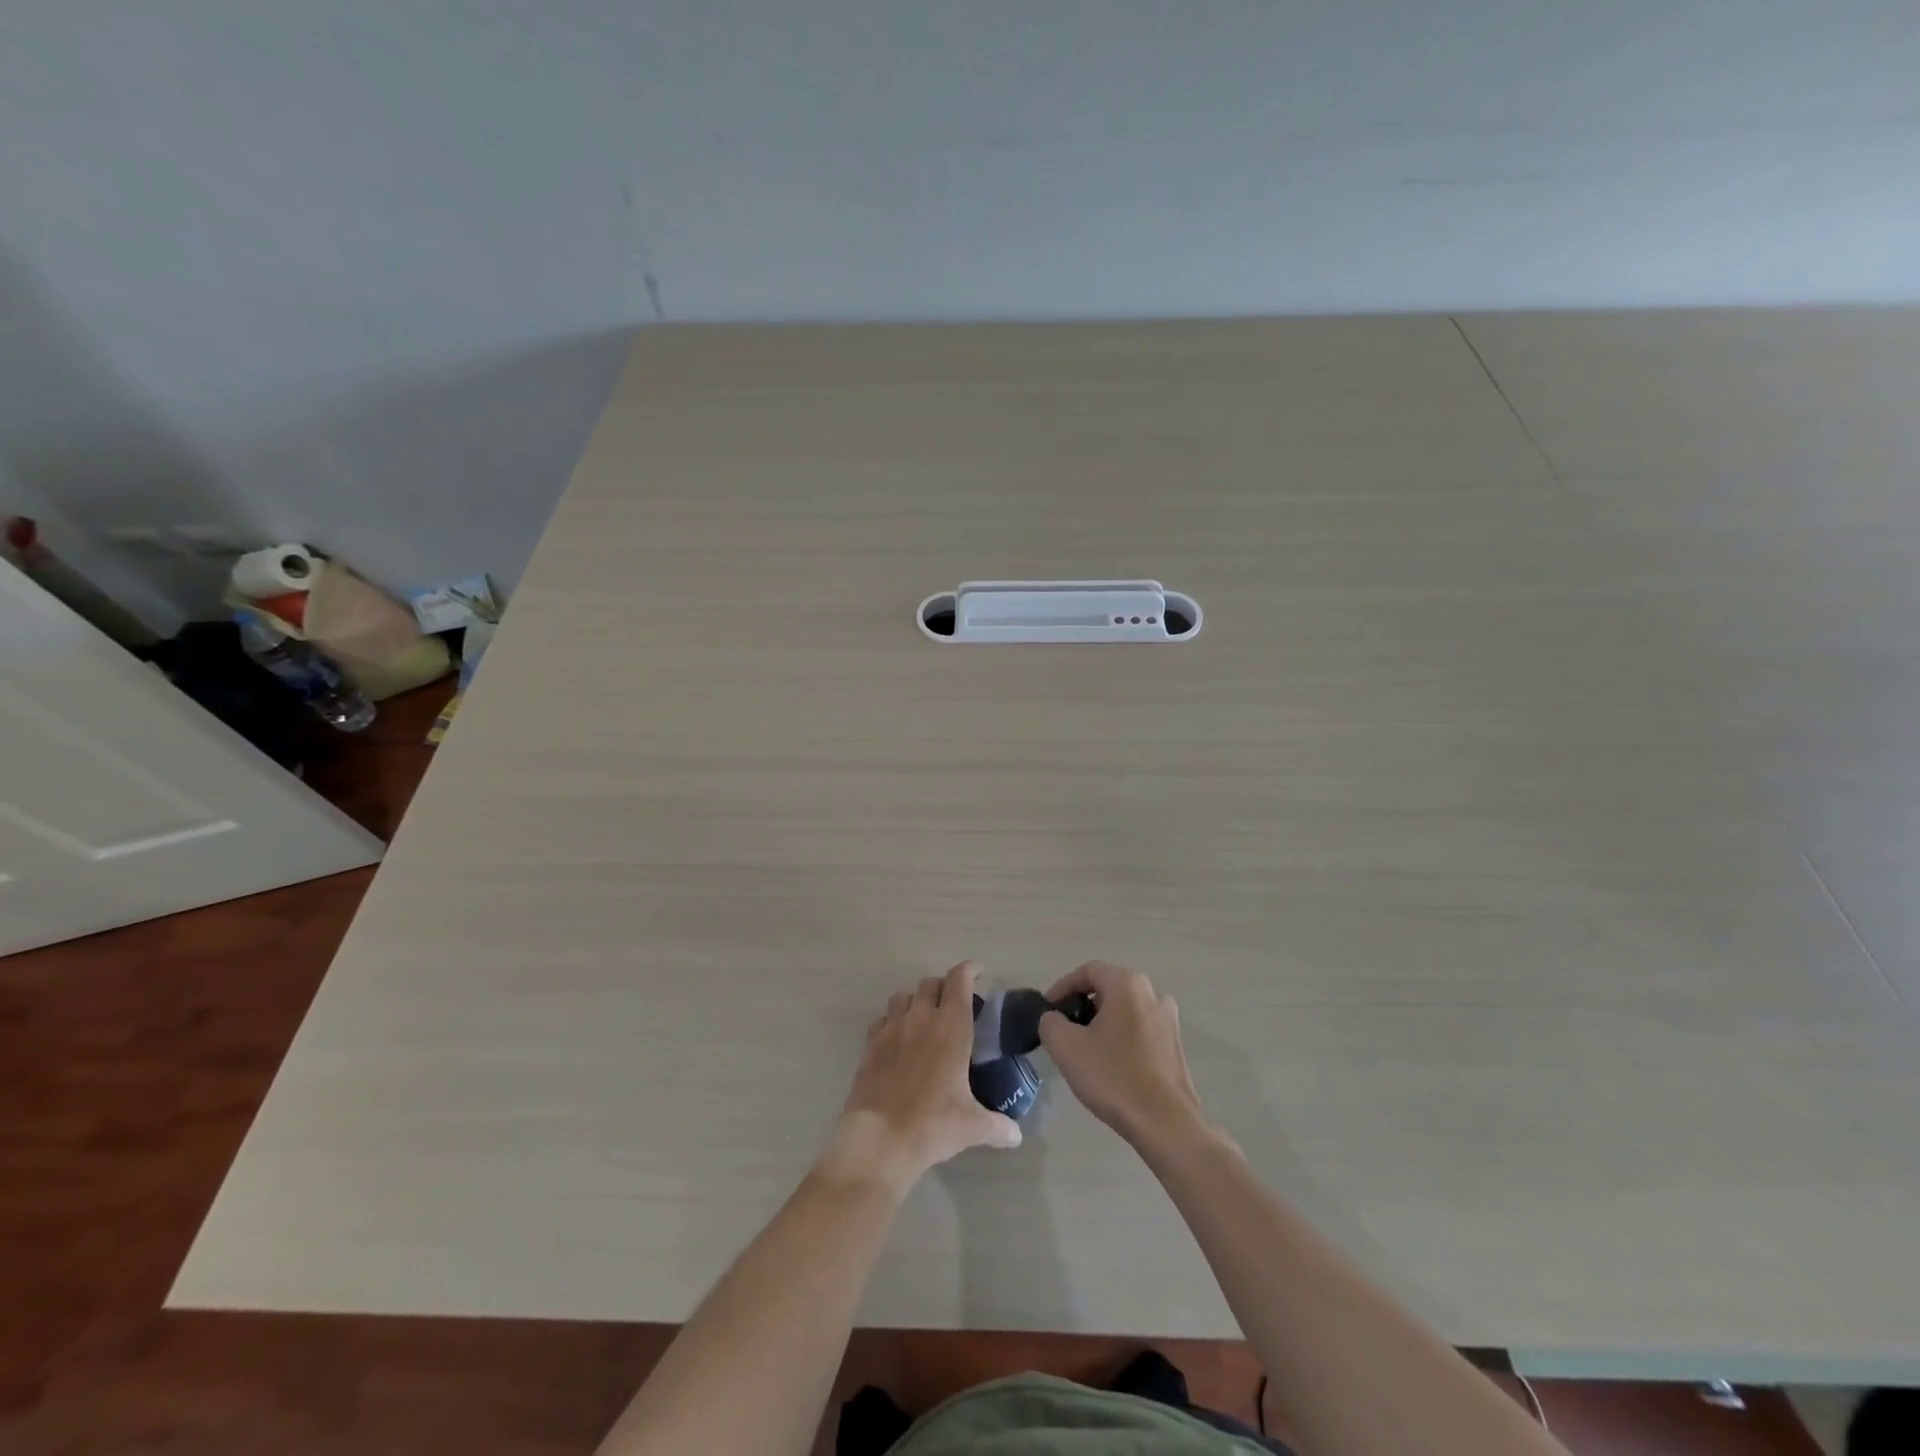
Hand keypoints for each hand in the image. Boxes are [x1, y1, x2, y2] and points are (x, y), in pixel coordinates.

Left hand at [824, 961, 1021, 1192]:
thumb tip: (1016, 1136)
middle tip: (953, 1005)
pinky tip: (898, 1041)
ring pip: (903, 996)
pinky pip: (882, 1020)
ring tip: (924, 1020)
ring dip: (915, 1001)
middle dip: (944, 987)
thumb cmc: (933, 1124)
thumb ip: (998, 1126)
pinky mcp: (870, 1044)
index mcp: (951, 1026)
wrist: (880, 1139)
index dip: (969, 970)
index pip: (960, 980)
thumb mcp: (973, 1127)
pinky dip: (892, 1022)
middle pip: (931, 983)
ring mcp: (892, 1028)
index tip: (978, 973)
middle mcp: (921, 1017)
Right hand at [1037, 961, 1209, 1150]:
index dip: (1062, 987)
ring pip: (1124, 1009)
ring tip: (1084, 1049)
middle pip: (1107, 987)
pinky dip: (1120, 1036)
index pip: (1087, 971)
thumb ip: (1050, 1022)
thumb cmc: (1114, 1078)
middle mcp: (1152, 992)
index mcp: (1128, 984)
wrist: (1166, 1124)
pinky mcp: (1175, 1044)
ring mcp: (1169, 1019)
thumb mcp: (1066, 1047)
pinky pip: (1139, 1027)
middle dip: (1082, 1005)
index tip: (1048, 1011)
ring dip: (1101, 1022)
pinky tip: (1110, 1064)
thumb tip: (1054, 1019)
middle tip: (1064, 1030)